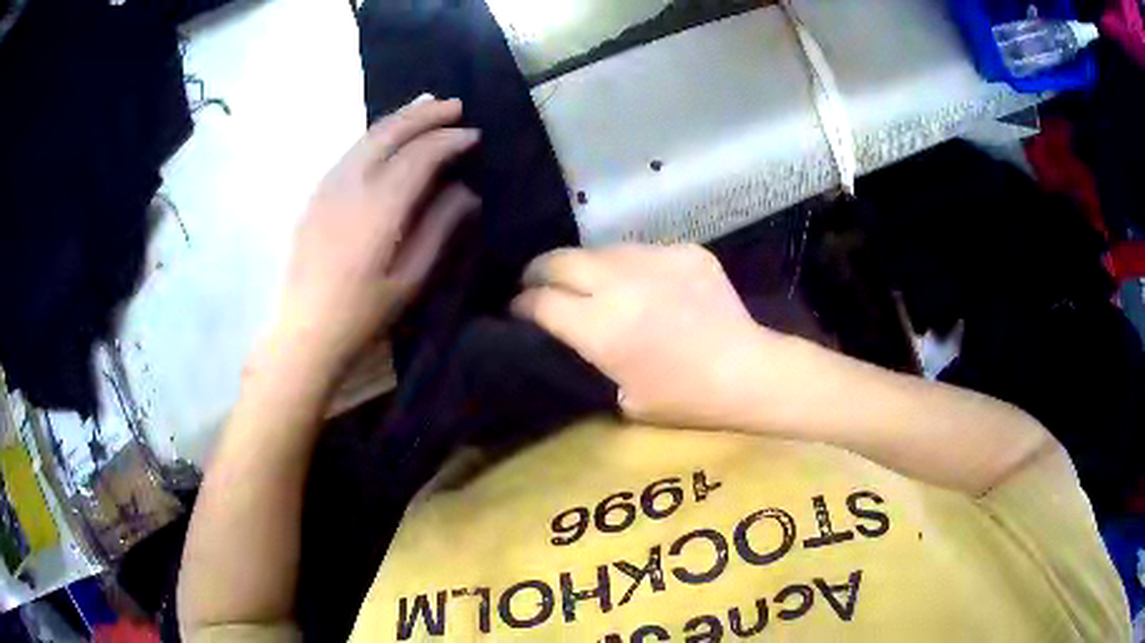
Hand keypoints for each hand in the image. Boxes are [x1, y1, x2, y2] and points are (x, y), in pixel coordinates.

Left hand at [274, 95, 479, 376]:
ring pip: (368, 136)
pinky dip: (377, 134)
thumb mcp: (411, 279)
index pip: (420, 156)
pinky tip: (389, 136)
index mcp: (379, 207)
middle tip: (455, 105)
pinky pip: (352, 151)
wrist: (305, 331)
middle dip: (425, 115)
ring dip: (400, 117)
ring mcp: (328, 185)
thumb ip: (439, 228)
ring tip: (426, 105)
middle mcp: (351, 184)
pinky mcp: (316, 194)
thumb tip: (464, 190)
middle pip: (391, 133)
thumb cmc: (362, 313)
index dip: (449, 141)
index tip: (474, 135)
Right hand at [512, 244, 779, 427]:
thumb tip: (567, 334)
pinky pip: (642, 251)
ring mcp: (655, 258)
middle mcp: (620, 283)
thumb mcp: (622, 397)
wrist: (748, 371)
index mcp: (601, 327)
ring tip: (593, 284)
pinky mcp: (684, 250)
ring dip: (587, 267)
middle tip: (539, 285)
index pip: (540, 300)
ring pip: (600, 250)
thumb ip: (588, 358)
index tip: (518, 310)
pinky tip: (646, 287)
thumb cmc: (684, 398)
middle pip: (558, 260)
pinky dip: (633, 267)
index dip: (521, 305)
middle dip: (538, 272)